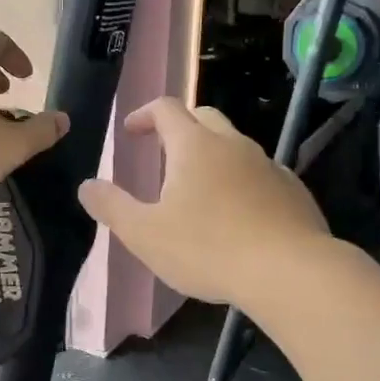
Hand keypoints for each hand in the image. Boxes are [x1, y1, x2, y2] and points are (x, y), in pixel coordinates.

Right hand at [77, 97, 329, 305]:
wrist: (291, 271)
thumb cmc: (209, 249)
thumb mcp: (145, 234)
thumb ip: (112, 207)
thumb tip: (87, 185)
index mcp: (194, 145)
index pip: (166, 109)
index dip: (144, 114)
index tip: (131, 131)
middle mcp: (233, 144)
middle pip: (204, 116)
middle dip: (180, 126)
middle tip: (163, 151)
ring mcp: (268, 165)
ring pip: (235, 144)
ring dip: (212, 154)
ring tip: (199, 188)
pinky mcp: (292, 190)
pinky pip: (260, 172)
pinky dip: (241, 179)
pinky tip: (238, 212)